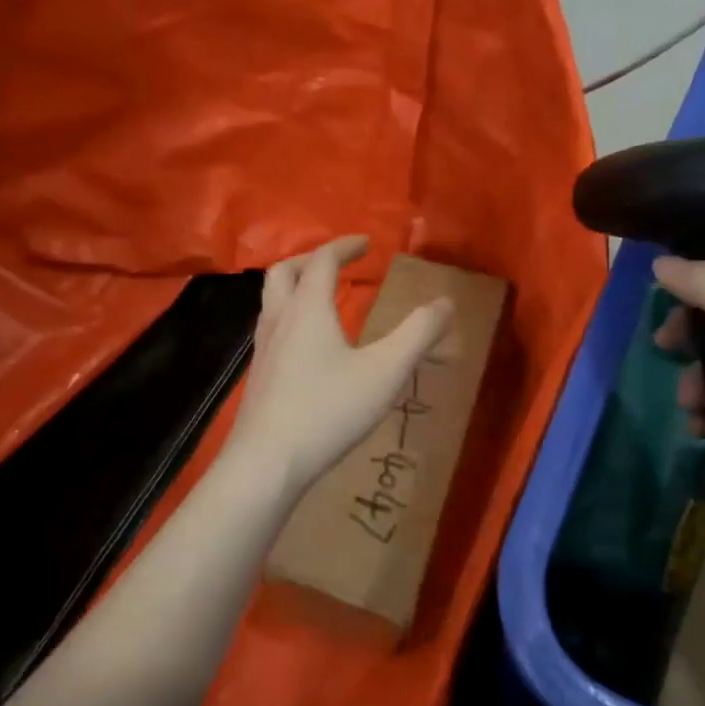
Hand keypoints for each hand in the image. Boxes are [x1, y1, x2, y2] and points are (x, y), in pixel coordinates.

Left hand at [225, 237, 453, 497]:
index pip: (321, 261)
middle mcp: (278, 321)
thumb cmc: (329, 410)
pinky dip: (291, 317)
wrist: (268, 462)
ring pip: (271, 301)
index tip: (366, 243)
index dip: (344, 246)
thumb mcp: (385, 371)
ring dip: (296, 288)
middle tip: (339, 264)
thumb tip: (445, 302)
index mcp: (307, 309)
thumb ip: (418, 334)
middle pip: (284, 272)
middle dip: (311, 260)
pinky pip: (271, 328)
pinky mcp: (259, 376)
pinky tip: (309, 346)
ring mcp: (263, 349)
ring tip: (323, 299)